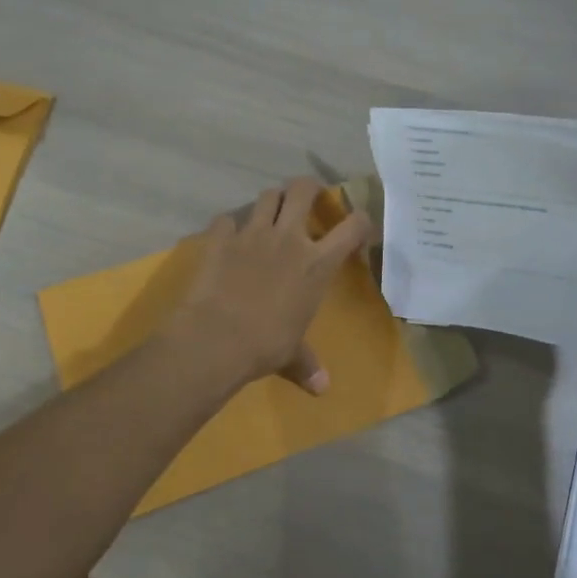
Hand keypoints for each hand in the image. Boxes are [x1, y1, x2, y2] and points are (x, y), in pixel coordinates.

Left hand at [167, 177, 374, 393]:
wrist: (216, 338)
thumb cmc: (265, 345)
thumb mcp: (292, 355)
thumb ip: (307, 364)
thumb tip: (322, 389)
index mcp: (316, 263)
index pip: (352, 227)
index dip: (360, 220)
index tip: (358, 226)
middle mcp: (288, 238)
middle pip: (303, 190)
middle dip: (309, 188)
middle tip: (308, 198)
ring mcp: (252, 234)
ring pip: (267, 196)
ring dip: (272, 200)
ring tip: (271, 213)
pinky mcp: (220, 238)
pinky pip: (226, 219)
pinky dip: (230, 225)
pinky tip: (228, 237)